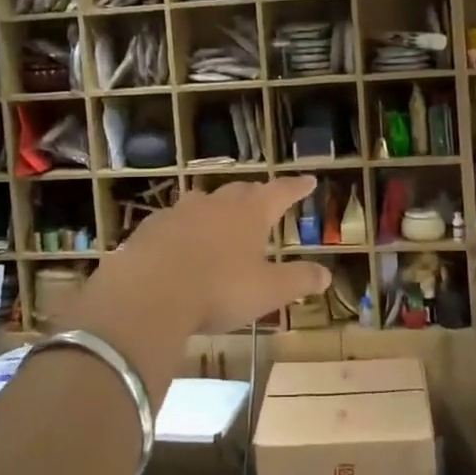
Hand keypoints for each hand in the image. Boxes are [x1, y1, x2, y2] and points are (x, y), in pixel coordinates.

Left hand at [102, 176, 331, 333]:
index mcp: (250, 214)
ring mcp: (180, 212)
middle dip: (255, 195)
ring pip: (204, 202)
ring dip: (216, 208)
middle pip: (241, 191)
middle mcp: (216, 204)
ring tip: (220, 218)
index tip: (308, 180)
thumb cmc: (219, 290)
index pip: (280, 193)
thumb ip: (298, 280)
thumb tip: (326, 274)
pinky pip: (173, 221)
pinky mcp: (151, 228)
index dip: (296, 187)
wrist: (149, 294)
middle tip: (263, 199)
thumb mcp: (268, 291)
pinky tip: (179, 243)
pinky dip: (183, 228)